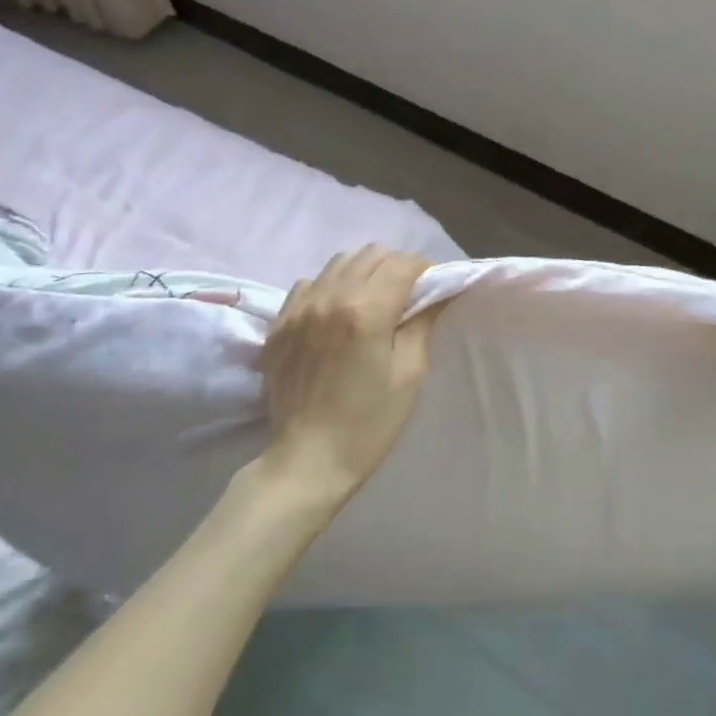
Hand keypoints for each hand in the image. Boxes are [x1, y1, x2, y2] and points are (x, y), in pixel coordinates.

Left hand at [257, 246, 438, 508]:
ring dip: (363, 272)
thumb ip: (422, 322)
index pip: (403, 264)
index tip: (432, 289)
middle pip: (371, 254)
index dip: (425, 270)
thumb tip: (437, 292)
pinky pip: (308, 284)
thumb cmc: (369, 423)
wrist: (307, 461)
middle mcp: (330, 297)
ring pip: (339, 262)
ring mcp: (299, 308)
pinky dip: (329, 287)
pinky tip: (336, 314)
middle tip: (406, 294)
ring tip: (371, 300)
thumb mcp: (410, 374)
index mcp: (366, 311)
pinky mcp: (278, 324)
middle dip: (395, 266)